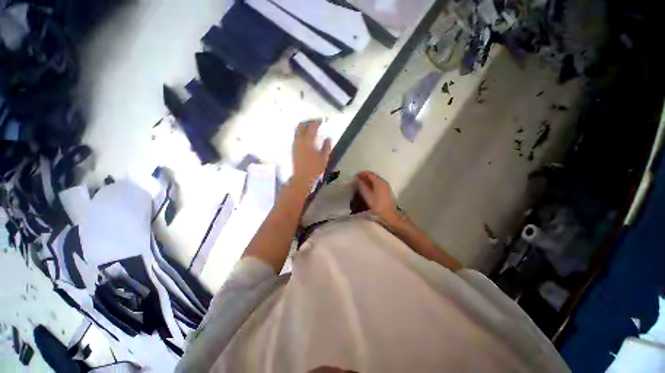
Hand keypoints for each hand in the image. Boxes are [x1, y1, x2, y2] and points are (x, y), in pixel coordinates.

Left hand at [292, 120, 331, 189]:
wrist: (302, 179)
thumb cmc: (315, 169)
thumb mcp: (324, 158)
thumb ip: (327, 146)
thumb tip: (329, 137)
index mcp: (308, 141)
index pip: (312, 126)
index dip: (317, 121)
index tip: (322, 119)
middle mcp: (299, 140)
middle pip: (301, 125)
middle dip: (308, 121)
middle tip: (316, 122)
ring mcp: (295, 144)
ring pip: (297, 130)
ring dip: (304, 126)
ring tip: (312, 128)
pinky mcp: (293, 149)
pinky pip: (296, 135)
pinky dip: (301, 132)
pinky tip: (307, 136)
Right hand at [356, 171, 399, 224]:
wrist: (389, 214)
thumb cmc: (377, 205)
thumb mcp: (367, 195)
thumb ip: (362, 186)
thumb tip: (358, 179)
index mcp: (379, 181)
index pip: (369, 173)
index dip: (361, 173)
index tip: (355, 176)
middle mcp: (383, 181)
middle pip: (373, 175)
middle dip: (364, 176)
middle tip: (357, 179)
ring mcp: (386, 186)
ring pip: (375, 179)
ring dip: (368, 180)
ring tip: (360, 183)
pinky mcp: (387, 190)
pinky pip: (378, 183)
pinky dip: (372, 183)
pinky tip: (367, 188)